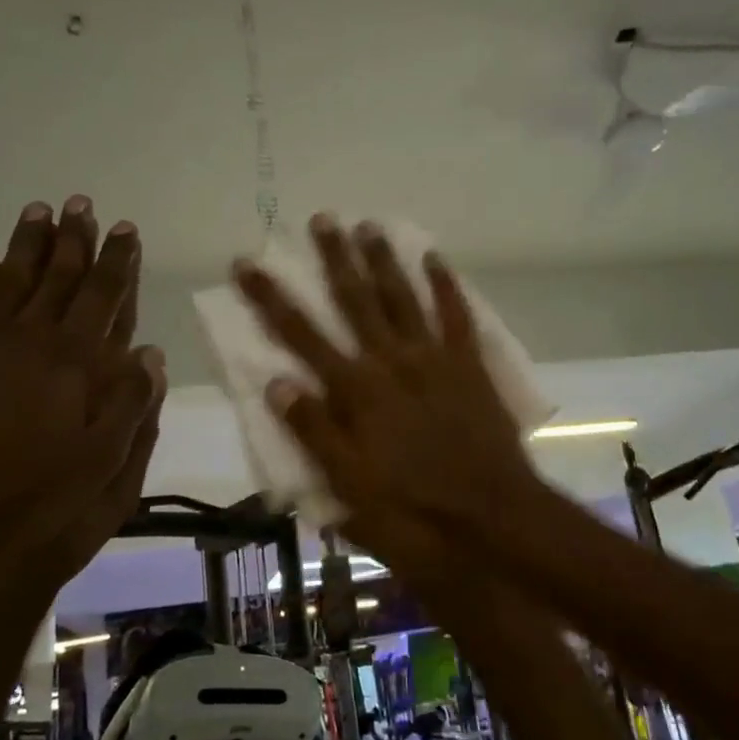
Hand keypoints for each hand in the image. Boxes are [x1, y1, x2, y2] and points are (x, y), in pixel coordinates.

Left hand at [0, 196, 164, 578]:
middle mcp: (30, 340)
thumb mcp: (108, 475)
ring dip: (26, 242)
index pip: (106, 298)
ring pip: (7, 275)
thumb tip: (149, 354)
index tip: (126, 230)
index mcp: (78, 366)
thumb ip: (132, 410)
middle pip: (59, 275)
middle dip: (75, 238)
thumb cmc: (34, 512)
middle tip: (83, 204)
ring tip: (40, 210)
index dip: (119, 262)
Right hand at [231, 213, 534, 555]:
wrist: (491, 520)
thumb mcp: (348, 486)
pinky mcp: (470, 366)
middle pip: (355, 300)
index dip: (270, 298)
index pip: (301, 335)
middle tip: (321, 219)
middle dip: (334, 258)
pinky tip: (434, 258)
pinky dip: (445, 285)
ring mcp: (434, 359)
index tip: (247, 263)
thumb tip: (275, 381)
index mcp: (355, 392)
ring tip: (368, 226)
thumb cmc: (412, 513)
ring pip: (403, 297)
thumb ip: (313, 431)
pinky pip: (456, 315)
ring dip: (383, 260)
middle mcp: (391, 362)